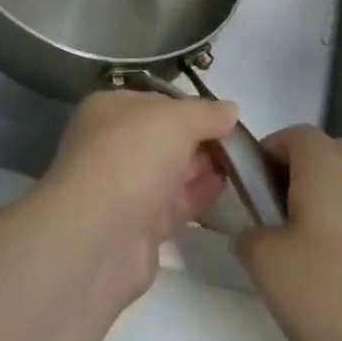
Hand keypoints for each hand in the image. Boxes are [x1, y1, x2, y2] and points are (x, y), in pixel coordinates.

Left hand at [38, 90, 239, 305]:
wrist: (98, 238)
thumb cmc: (132, 158)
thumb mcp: (176, 120)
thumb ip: (206, 113)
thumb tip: (231, 110)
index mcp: (110, 110)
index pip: (157, 101)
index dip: (191, 107)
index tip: (226, 117)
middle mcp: (113, 146)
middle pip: (165, 138)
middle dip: (200, 139)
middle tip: (241, 145)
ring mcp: (124, 188)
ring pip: (171, 172)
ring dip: (203, 168)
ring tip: (243, 166)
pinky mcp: (137, 227)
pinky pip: (174, 205)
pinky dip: (198, 196)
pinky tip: (225, 189)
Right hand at [235, 125, 341, 340]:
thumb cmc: (338, 290)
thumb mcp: (269, 267)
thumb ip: (249, 239)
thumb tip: (255, 234)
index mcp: (324, 159)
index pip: (286, 137)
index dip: (261, 161)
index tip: (247, 201)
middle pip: (316, 163)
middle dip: (290, 191)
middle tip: (272, 235)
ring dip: (319, 221)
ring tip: (305, 273)